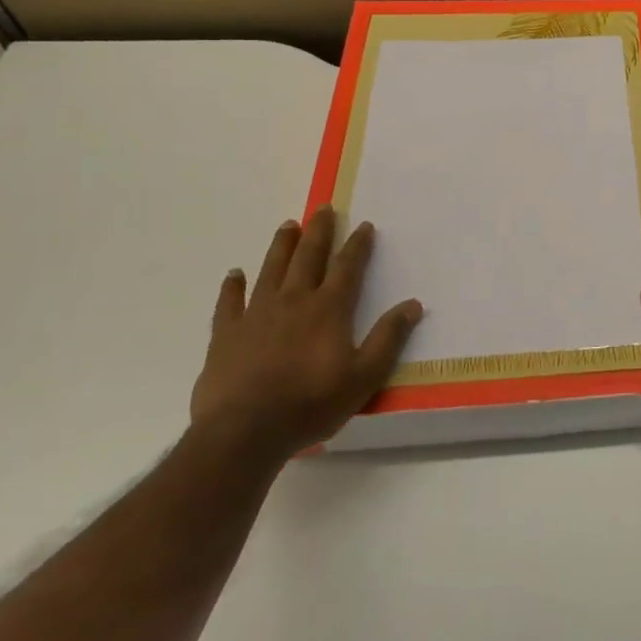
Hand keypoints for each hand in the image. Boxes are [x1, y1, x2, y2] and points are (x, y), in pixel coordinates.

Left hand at [190, 205, 422, 460]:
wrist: (245, 432)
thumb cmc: (311, 404)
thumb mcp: (364, 376)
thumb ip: (388, 338)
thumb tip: (413, 304)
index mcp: (328, 309)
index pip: (347, 267)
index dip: (357, 245)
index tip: (364, 225)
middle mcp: (293, 301)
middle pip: (308, 257)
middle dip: (318, 232)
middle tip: (323, 208)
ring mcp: (256, 315)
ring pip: (271, 270)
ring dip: (281, 246)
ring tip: (287, 226)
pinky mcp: (226, 334)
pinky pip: (229, 303)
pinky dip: (232, 286)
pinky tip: (234, 274)